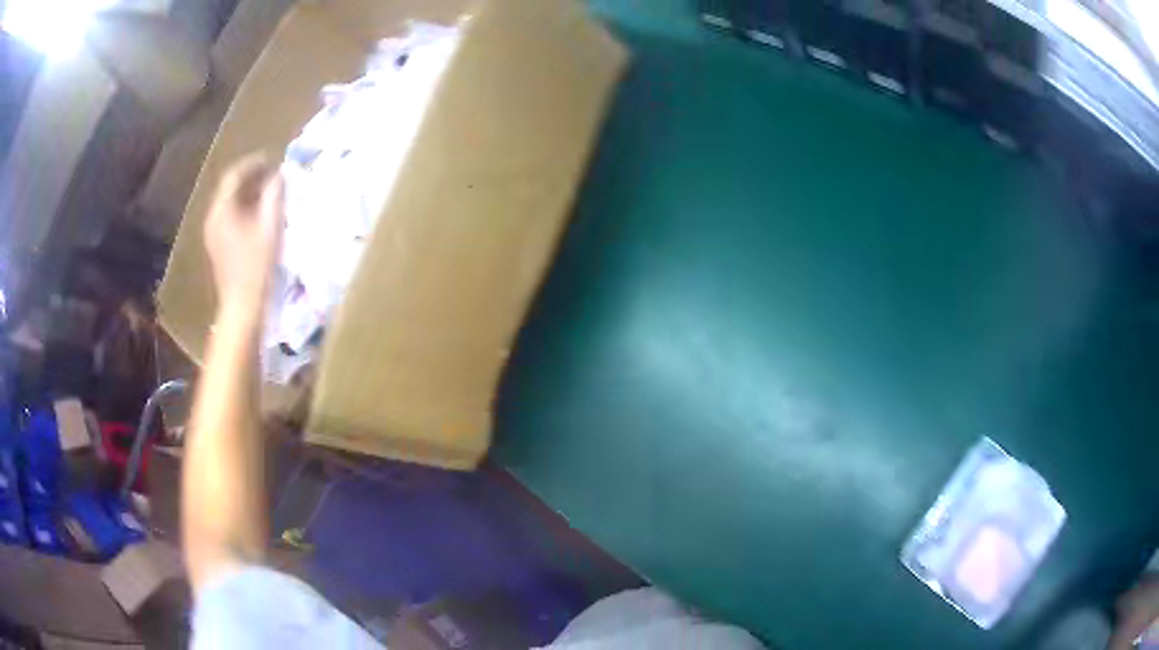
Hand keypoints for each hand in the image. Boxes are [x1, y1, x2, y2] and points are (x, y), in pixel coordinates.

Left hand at [203, 154, 284, 315]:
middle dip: (252, 178)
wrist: (243, 307)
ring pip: (230, 203)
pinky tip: (260, 217)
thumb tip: (279, 175)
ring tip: (270, 194)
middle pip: (230, 188)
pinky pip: (230, 217)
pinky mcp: (218, 247)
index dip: (254, 163)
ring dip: (249, 194)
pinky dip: (244, 209)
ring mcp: (213, 234)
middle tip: (274, 175)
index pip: (235, 174)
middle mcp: (213, 217)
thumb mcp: (271, 226)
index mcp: (223, 209)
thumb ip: (275, 195)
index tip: (273, 159)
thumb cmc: (257, 266)